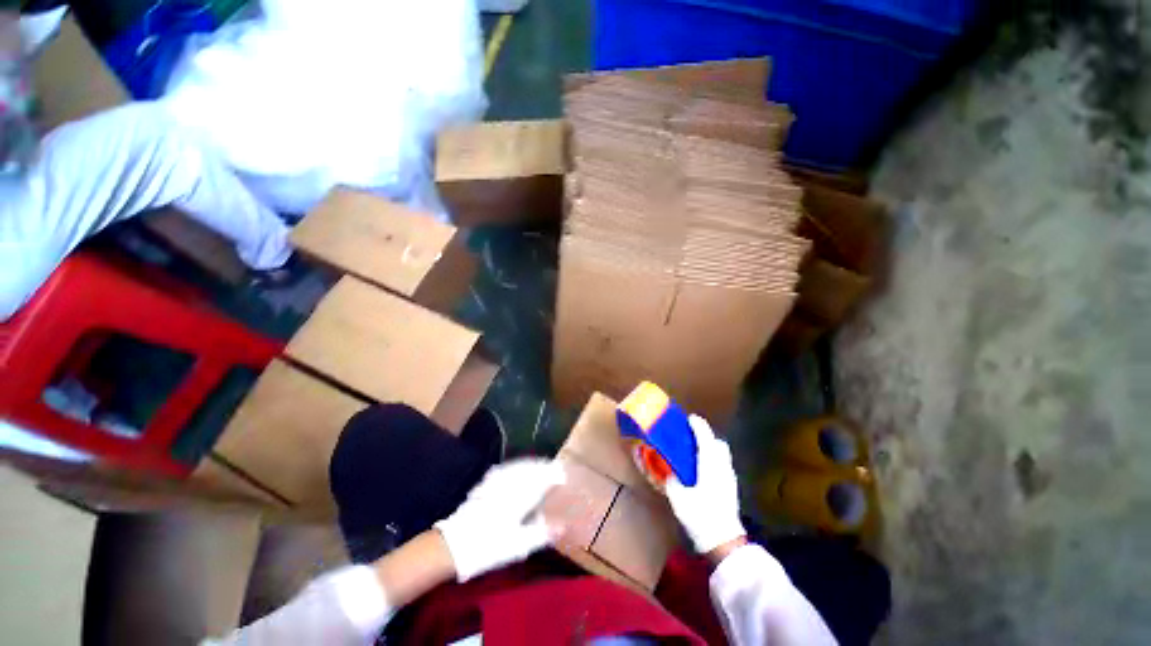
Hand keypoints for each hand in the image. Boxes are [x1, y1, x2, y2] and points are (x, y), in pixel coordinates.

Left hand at [435, 458, 564, 581]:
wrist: (453, 545)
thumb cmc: (489, 547)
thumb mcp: (519, 545)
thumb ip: (542, 532)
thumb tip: (563, 525)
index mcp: (520, 496)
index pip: (541, 479)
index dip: (553, 475)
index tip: (563, 474)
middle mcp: (509, 485)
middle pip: (529, 469)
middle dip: (543, 466)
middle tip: (553, 466)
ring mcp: (495, 484)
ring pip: (516, 467)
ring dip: (529, 464)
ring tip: (538, 464)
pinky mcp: (483, 487)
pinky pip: (502, 470)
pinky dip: (512, 467)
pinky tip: (510, 469)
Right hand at [665, 415, 746, 553]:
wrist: (725, 543)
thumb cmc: (701, 517)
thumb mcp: (679, 499)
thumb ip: (673, 482)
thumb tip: (670, 475)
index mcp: (710, 465)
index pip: (706, 438)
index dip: (698, 426)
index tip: (690, 418)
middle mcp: (722, 468)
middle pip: (719, 444)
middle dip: (707, 437)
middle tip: (691, 438)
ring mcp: (729, 479)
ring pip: (722, 455)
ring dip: (711, 449)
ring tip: (695, 454)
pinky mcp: (731, 489)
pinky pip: (722, 466)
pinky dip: (713, 461)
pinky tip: (702, 472)